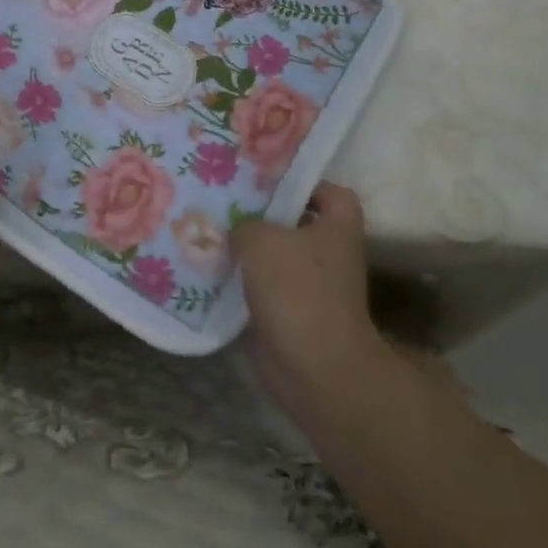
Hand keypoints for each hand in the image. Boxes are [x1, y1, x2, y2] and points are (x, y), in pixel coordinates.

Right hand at [232, 181, 387, 425]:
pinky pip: (264, 286)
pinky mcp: (292, 313)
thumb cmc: (297, 290)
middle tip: (227, 201)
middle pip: (297, 222)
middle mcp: (329, 253)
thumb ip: (245, 224)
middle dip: (264, 214)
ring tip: (211, 232)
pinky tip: (211, 270)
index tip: (268, 181)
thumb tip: (238, 230)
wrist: (314, 367)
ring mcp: (312, 286)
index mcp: (337, 227)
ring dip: (248, 249)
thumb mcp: (261, 240)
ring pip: (277, 255)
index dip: (304, 183)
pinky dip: (242, 281)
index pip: (330, 192)